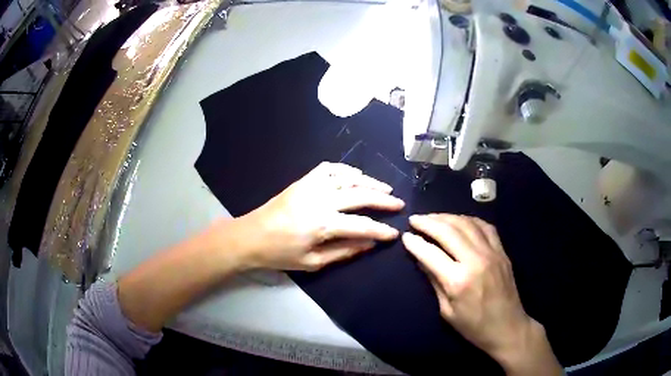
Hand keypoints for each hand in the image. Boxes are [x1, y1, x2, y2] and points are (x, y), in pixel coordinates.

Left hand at [232, 162, 403, 270]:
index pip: (361, 225)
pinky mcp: (303, 181)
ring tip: (385, 188)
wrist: (250, 236)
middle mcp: (320, 200)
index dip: (381, 229)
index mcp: (322, 224)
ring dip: (369, 181)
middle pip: (360, 195)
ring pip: (347, 178)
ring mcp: (311, 186)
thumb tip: (370, 243)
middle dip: (383, 200)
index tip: (395, 233)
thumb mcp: (313, 262)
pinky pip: (328, 168)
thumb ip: (344, 251)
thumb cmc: (280, 254)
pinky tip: (356, 175)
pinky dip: (346, 170)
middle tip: (399, 204)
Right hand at [402, 214, 561, 374]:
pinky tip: (460, 220)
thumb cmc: (473, 326)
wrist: (507, 327)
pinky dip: (469, 219)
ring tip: (433, 217)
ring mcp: (492, 252)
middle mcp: (475, 260)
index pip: (431, 253)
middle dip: (428, 222)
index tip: (405, 235)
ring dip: (447, 217)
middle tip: (415, 218)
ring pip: (466, 223)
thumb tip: (421, 259)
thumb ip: (434, 282)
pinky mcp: (502, 251)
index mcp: (458, 281)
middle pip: (448, 231)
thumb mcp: (447, 311)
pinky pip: (485, 226)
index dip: (415, 242)